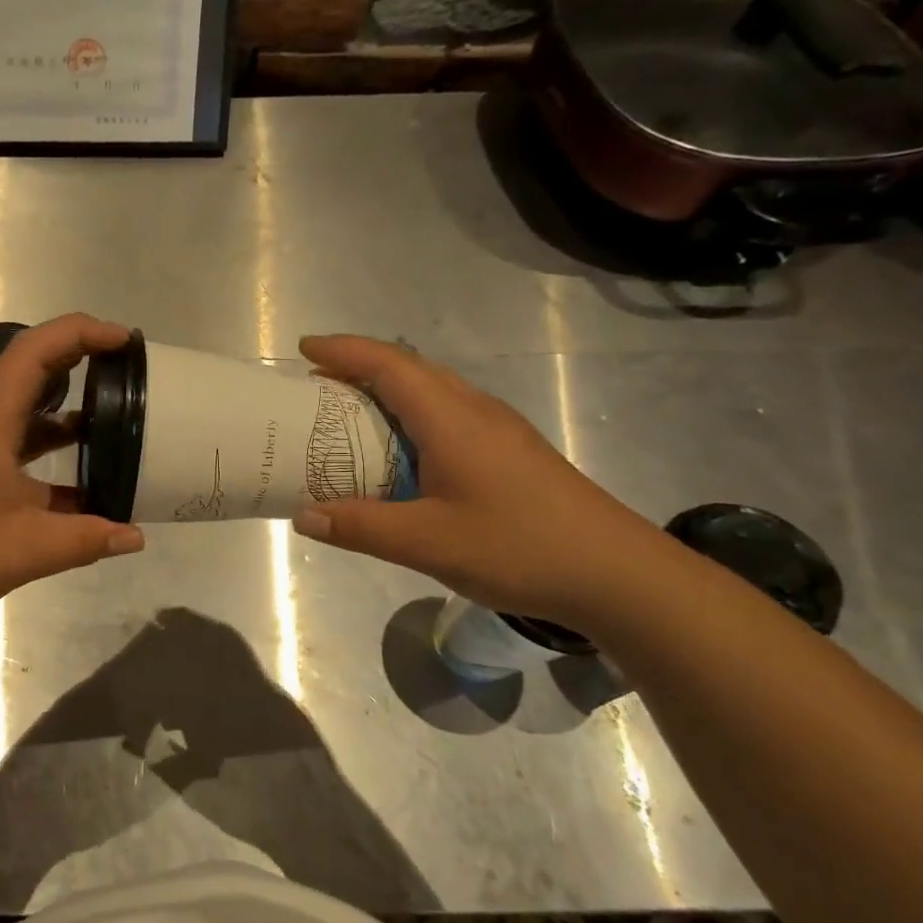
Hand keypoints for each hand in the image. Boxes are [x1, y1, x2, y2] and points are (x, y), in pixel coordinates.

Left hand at [0, 314, 145, 631]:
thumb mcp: (23, 549)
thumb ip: (85, 539)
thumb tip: (135, 536)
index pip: (37, 350)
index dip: (83, 333)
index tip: (125, 341)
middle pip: (32, 375)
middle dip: (83, 367)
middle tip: (130, 380)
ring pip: (23, 417)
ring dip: (67, 418)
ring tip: (116, 429)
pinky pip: (12, 449)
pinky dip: (47, 457)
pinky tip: (77, 488)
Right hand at [289, 335, 668, 628]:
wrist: (620, 574)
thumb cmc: (520, 547)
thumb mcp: (428, 543)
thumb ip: (361, 527)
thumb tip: (303, 517)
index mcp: (451, 419)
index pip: (388, 365)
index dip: (343, 350)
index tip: (304, 347)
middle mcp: (475, 410)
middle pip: (410, 369)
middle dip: (359, 366)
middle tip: (317, 384)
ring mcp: (498, 429)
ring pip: (432, 390)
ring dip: (387, 390)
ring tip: (349, 414)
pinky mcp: (511, 451)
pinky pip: (448, 414)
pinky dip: (410, 416)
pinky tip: (402, 453)